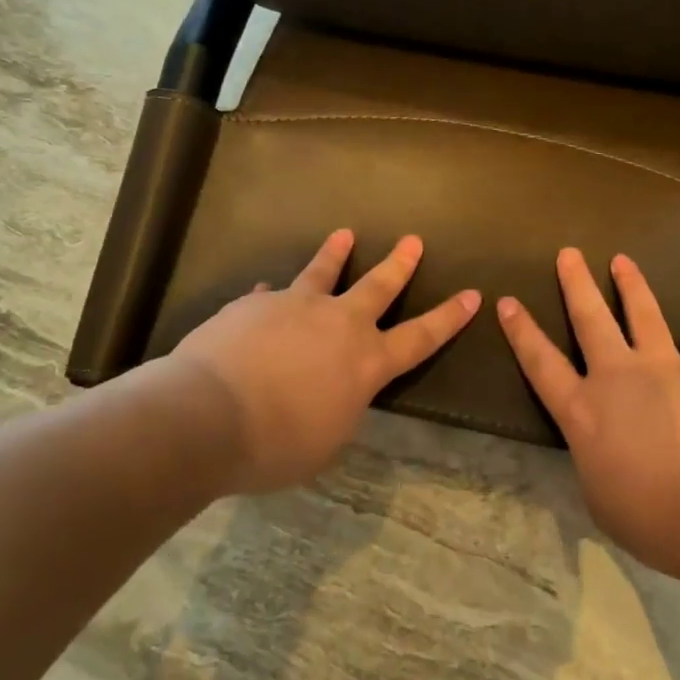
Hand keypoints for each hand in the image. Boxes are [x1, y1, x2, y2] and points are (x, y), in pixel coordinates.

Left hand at [166, 229, 479, 494]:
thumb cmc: (276, 444)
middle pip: (378, 286)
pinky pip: (267, 298)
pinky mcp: (254, 305)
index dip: (448, 317)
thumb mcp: (326, 441)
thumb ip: (339, 408)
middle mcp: (338, 324)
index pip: (420, 337)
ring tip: (344, 234)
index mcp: (365, 362)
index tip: (472, 294)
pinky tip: (262, 295)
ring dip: (335, 253)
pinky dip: (269, 299)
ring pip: (322, 272)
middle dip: (399, 264)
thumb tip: (333, 387)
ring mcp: (295, 307)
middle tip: (412, 240)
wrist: (206, 416)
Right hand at [497, 248, 679, 581]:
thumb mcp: (602, 498)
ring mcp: (665, 367)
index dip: (522, 331)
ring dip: (630, 284)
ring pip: (642, 313)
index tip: (508, 301)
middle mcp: (618, 376)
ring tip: (622, 260)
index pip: (541, 363)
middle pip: (590, 318)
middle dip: (576, 282)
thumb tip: (603, 441)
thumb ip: (595, 457)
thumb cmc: (657, 520)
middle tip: (568, 253)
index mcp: (584, 412)